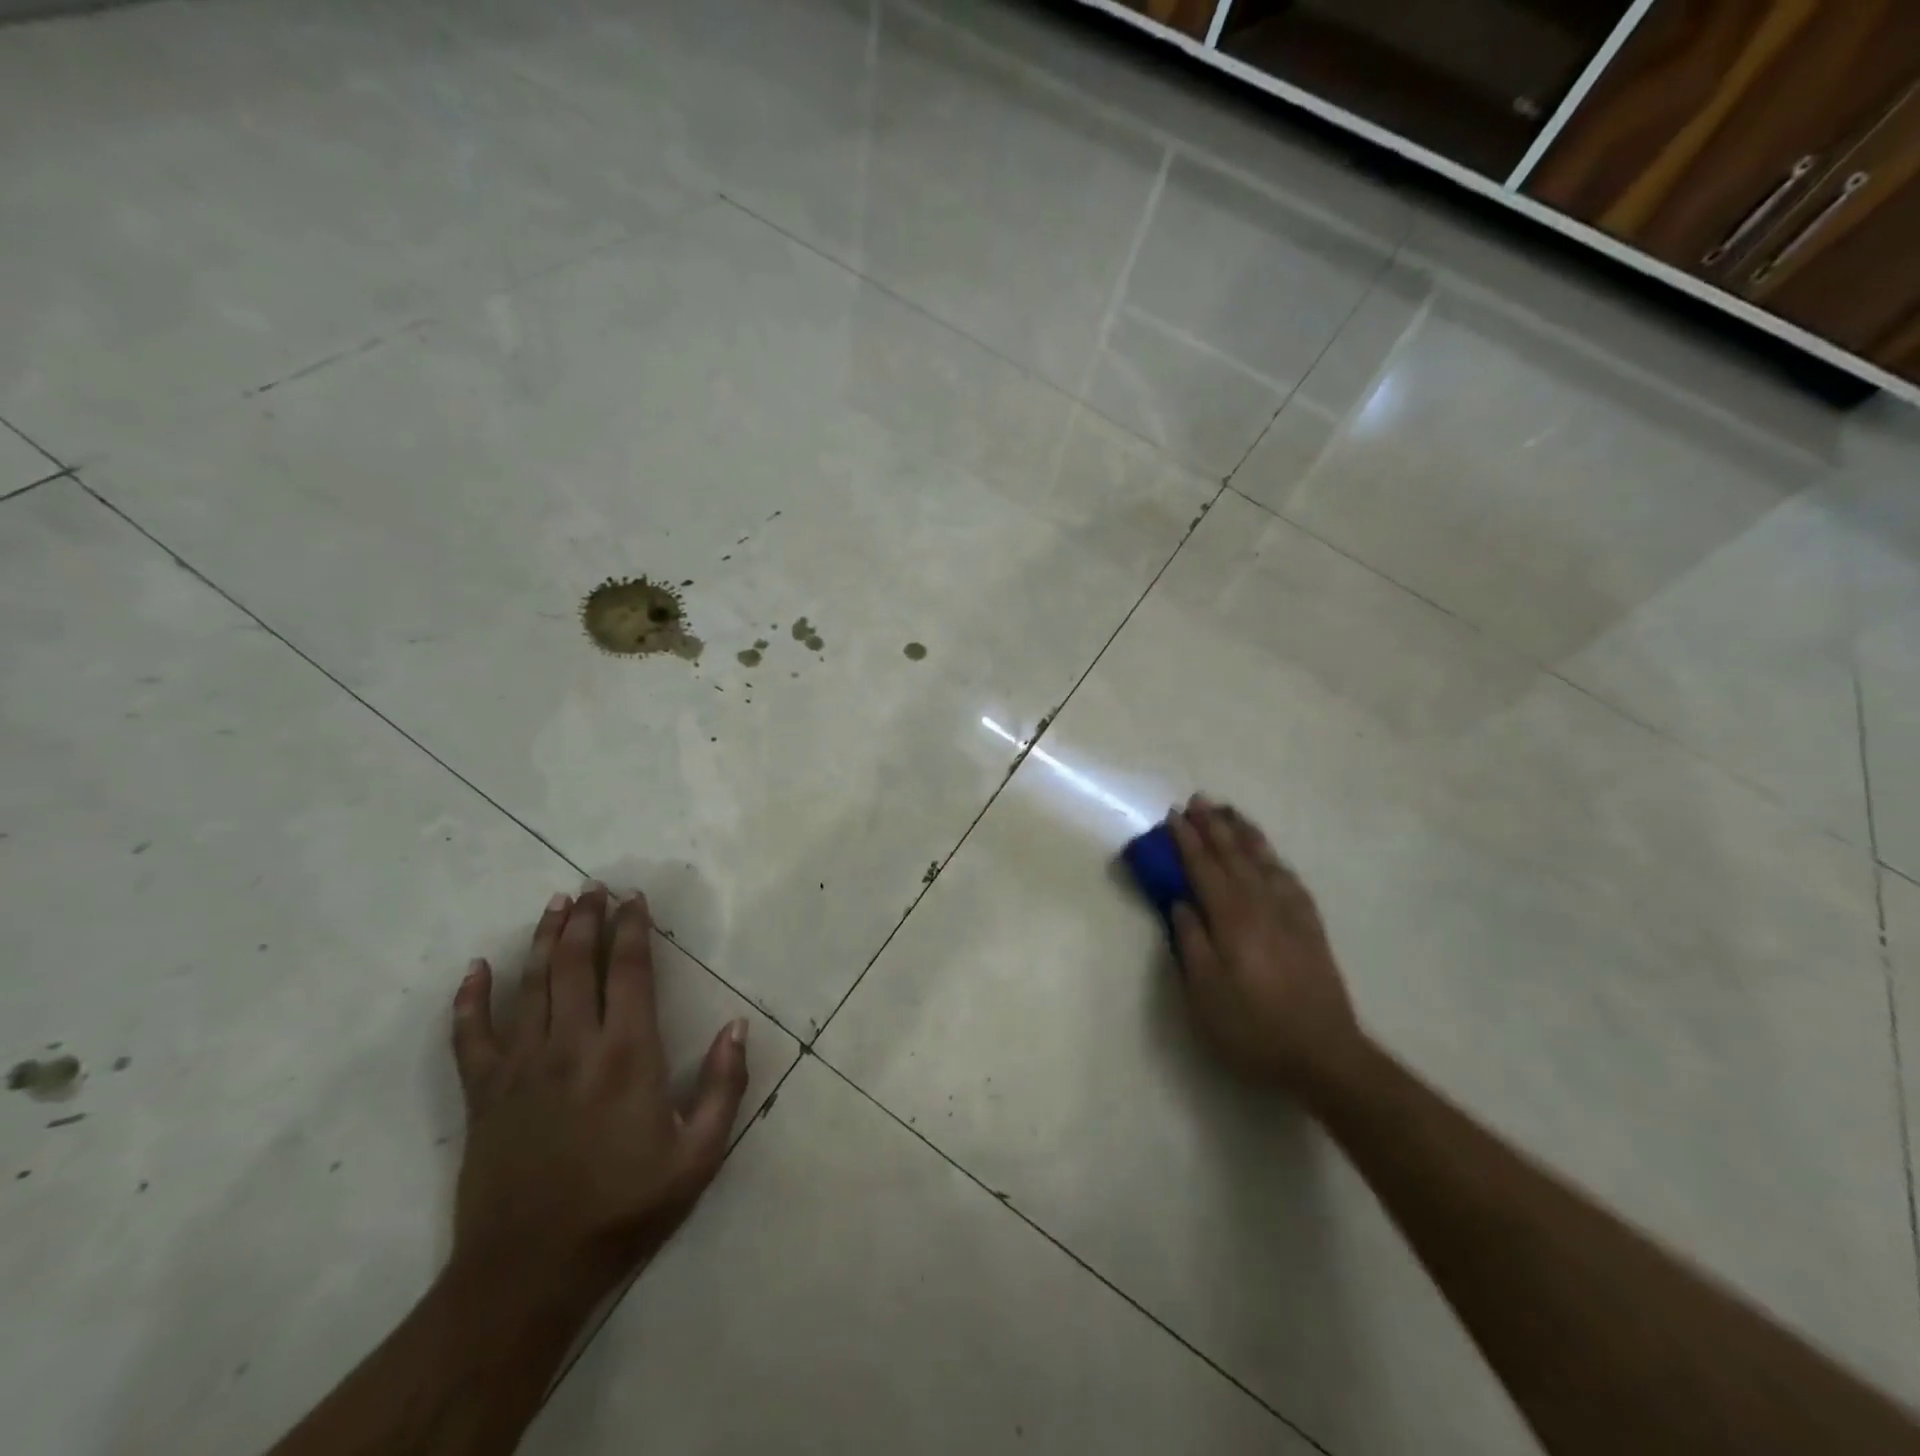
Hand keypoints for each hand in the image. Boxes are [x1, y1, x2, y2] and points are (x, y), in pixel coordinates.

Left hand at [448, 884, 748, 1297]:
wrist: (528, 1272)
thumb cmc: (623, 1209)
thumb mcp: (698, 1156)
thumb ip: (725, 1087)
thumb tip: (737, 1026)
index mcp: (627, 1054)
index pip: (628, 971)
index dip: (633, 929)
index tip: (635, 899)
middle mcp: (572, 1045)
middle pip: (575, 964)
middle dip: (588, 920)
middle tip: (595, 888)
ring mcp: (521, 1066)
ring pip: (530, 985)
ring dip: (543, 939)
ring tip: (556, 904)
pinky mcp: (484, 1094)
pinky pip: (470, 1035)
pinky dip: (470, 999)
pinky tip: (475, 969)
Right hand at [1168, 796, 1365, 1097]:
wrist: (1324, 1056)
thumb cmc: (1253, 1029)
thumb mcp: (1205, 994)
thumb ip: (1191, 942)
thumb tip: (1180, 902)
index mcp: (1231, 920)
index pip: (1204, 869)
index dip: (1187, 841)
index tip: (1173, 816)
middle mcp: (1261, 906)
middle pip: (1234, 856)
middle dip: (1213, 826)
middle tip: (1197, 800)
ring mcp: (1290, 915)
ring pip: (1264, 861)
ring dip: (1244, 833)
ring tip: (1230, 812)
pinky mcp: (1310, 928)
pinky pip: (1290, 880)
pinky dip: (1274, 860)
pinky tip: (1270, 856)